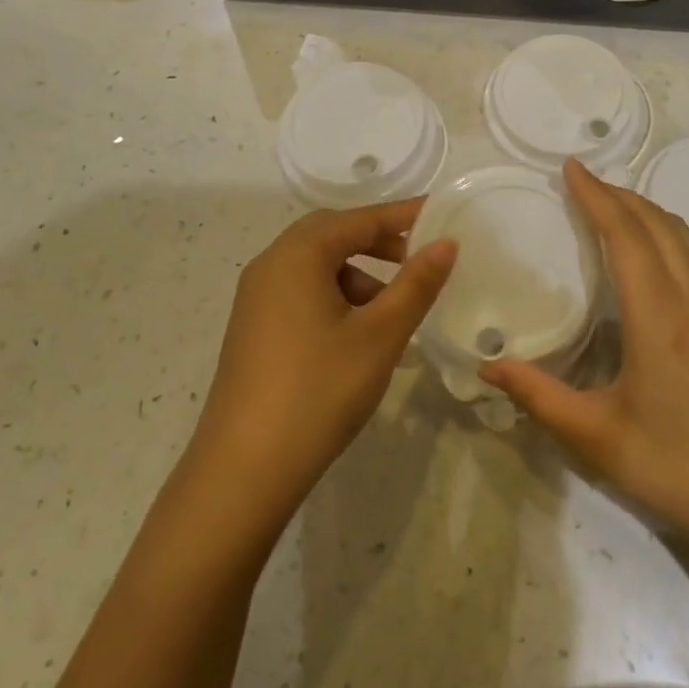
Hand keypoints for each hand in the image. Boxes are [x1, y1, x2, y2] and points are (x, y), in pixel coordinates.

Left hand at [188, 201, 456, 524]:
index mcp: (298, 255)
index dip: (403, 216)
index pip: (359, 219)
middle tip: (419, 259)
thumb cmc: (318, 392)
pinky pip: (302, 293)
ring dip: (359, 275)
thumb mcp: (379, 336)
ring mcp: (256, 299)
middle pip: (333, 235)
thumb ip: (415, 284)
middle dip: (379, 242)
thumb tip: (445, 243)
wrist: (243, 472)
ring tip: (394, 312)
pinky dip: (336, 299)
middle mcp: (271, 265)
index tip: (442, 215)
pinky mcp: (254, 329)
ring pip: (317, 267)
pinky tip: (361, 338)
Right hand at [480, 160, 688, 551]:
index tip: (571, 168)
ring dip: (644, 209)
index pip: (627, 236)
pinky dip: (663, 231)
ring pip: (682, 235)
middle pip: (657, 224)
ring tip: (609, 203)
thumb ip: (538, 397)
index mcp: (659, 318)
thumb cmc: (674, 466)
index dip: (597, 197)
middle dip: (618, 194)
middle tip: (580, 180)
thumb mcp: (595, 437)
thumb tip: (487, 367)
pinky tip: (646, 249)